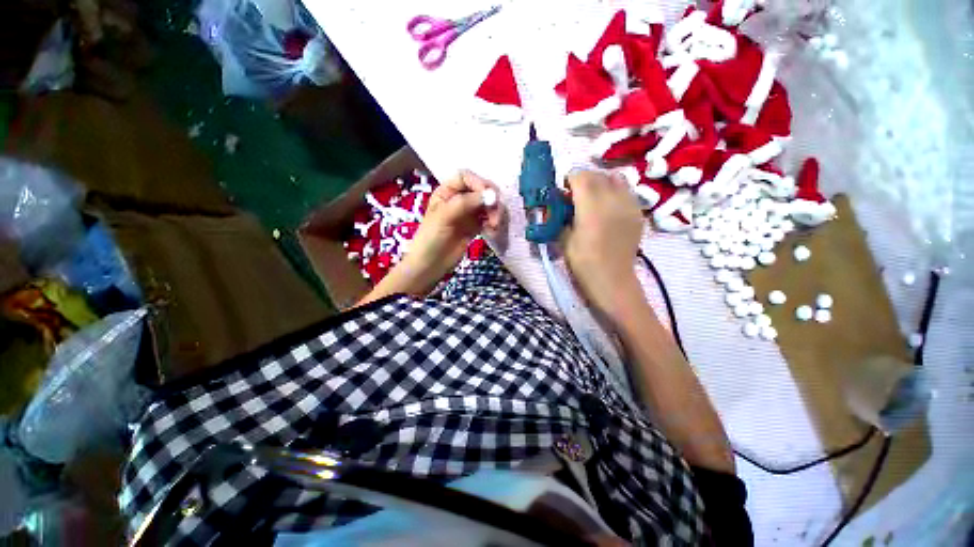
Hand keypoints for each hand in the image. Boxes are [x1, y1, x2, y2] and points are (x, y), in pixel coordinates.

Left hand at [397, 170, 503, 292]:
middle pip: (480, 190)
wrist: (430, 265)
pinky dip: (493, 223)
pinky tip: (493, 231)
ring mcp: (467, 213)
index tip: (490, 196)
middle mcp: (458, 199)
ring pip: (487, 205)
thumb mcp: (444, 216)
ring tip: (495, 226)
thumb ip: (467, 203)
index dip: (479, 183)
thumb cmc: (431, 238)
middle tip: (496, 215)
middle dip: (491, 200)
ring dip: (495, 213)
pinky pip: (488, 219)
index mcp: (447, 191)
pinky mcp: (474, 227)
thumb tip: (491, 195)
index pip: (466, 177)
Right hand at [562, 170, 644, 316]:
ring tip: (594, 195)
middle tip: (575, 192)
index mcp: (591, 209)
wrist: (612, 280)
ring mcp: (629, 205)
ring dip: (601, 181)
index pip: (581, 177)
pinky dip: (615, 191)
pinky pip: (627, 191)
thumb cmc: (583, 263)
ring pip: (616, 178)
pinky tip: (608, 205)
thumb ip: (561, 217)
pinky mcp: (638, 213)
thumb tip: (560, 204)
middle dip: (584, 179)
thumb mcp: (564, 240)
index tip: (563, 189)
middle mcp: (613, 201)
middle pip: (598, 175)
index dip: (570, 179)